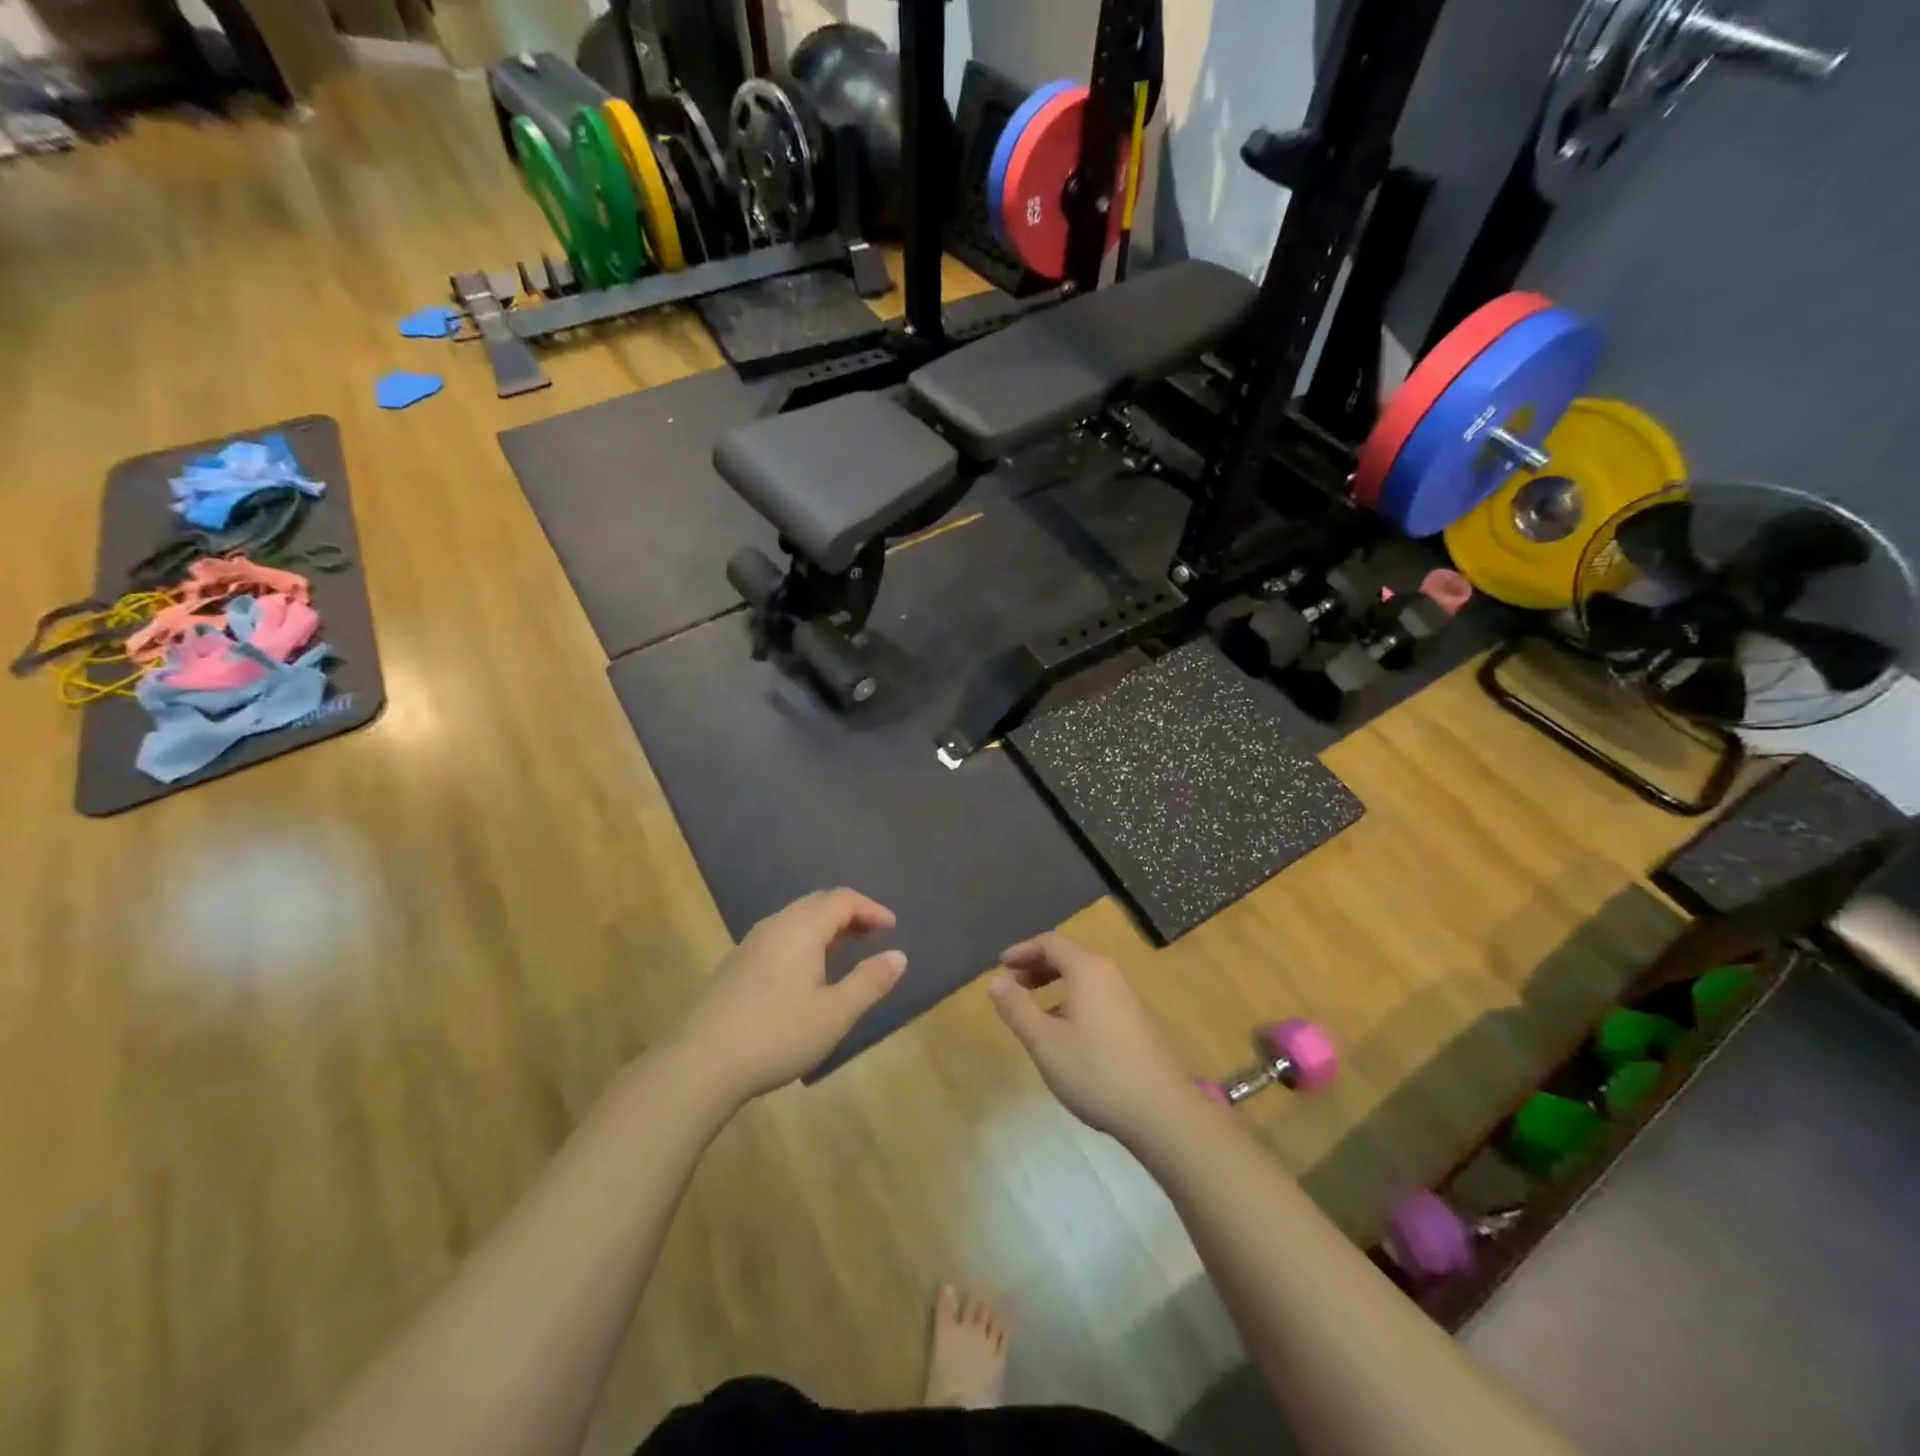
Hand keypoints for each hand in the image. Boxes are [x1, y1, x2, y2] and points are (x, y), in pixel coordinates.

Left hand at [673, 889, 906, 1103]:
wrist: (700, 1063)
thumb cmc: (777, 1034)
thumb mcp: (835, 1013)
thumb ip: (870, 981)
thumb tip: (899, 955)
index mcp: (802, 927)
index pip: (842, 899)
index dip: (871, 908)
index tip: (892, 927)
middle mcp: (775, 925)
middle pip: (817, 903)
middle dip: (849, 914)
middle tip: (872, 936)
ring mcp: (750, 944)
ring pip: (795, 920)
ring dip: (825, 928)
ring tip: (844, 952)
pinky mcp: (735, 965)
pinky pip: (779, 937)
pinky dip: (803, 941)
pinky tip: (805, 974)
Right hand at [988, 933, 1203, 1144]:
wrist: (1161, 1111)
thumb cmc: (1096, 1071)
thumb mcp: (1044, 1042)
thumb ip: (1016, 1008)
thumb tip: (996, 981)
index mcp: (1088, 969)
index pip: (1051, 942)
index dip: (1023, 950)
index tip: (1001, 964)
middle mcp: (1110, 974)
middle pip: (1069, 955)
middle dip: (1038, 965)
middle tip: (1014, 984)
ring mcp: (1127, 996)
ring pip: (1084, 976)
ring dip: (1055, 983)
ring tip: (1033, 1009)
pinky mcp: (1135, 1019)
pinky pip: (1096, 994)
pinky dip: (1072, 998)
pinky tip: (1064, 1031)